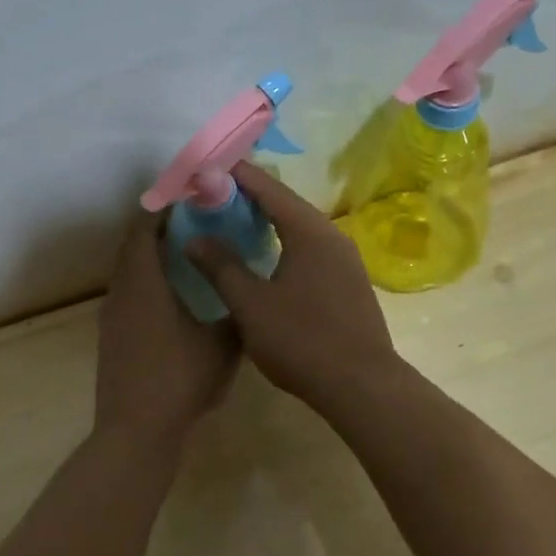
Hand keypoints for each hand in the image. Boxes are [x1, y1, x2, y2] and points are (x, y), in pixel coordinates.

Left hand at [94, 212, 240, 445]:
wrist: (136, 431)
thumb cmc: (180, 379)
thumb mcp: (222, 343)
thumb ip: (236, 310)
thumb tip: (247, 290)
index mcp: (143, 282)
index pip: (144, 228)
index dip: (162, 208)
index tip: (188, 198)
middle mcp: (121, 291)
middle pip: (133, 246)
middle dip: (159, 229)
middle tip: (195, 221)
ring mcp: (112, 316)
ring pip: (129, 272)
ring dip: (152, 257)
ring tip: (188, 254)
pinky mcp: (112, 337)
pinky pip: (128, 294)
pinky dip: (147, 282)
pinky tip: (174, 297)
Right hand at [185, 161, 398, 408]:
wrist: (361, 385)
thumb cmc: (302, 340)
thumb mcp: (250, 304)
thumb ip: (221, 267)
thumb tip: (194, 238)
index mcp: (308, 231)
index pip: (267, 187)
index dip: (235, 175)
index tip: (204, 169)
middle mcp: (331, 235)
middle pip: (285, 202)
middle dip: (248, 196)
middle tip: (210, 196)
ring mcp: (345, 259)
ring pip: (299, 226)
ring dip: (266, 220)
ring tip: (231, 222)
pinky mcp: (348, 281)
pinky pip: (310, 247)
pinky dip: (282, 241)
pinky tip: (265, 257)